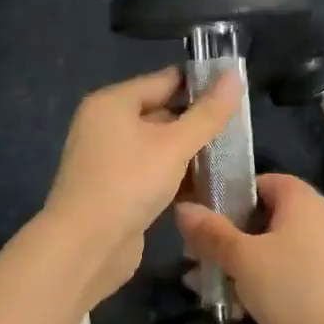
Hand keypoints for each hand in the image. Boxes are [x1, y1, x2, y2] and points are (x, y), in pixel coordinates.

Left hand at [42, 66, 242, 307]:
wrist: (84, 247)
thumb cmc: (129, 182)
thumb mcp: (175, 145)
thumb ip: (208, 113)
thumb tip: (235, 75)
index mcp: (113, 103)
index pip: (164, 80)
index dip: (201, 83)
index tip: (236, 90)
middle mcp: (106, 125)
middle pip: (161, 112)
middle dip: (198, 121)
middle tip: (239, 128)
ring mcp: (109, 159)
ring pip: (158, 146)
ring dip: (190, 152)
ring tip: (232, 156)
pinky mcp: (115, 189)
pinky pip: (152, 171)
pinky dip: (176, 175)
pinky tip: (208, 185)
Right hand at [174, 173, 323, 323]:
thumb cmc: (295, 289)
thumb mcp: (244, 257)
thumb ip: (211, 232)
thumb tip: (182, 207)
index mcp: (300, 199)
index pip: (258, 182)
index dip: (226, 193)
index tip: (194, 212)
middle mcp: (310, 222)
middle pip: (256, 218)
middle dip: (222, 236)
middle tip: (189, 254)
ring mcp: (313, 259)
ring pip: (262, 252)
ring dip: (231, 266)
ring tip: (196, 283)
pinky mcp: (312, 293)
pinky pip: (274, 280)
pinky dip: (250, 288)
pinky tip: (221, 306)